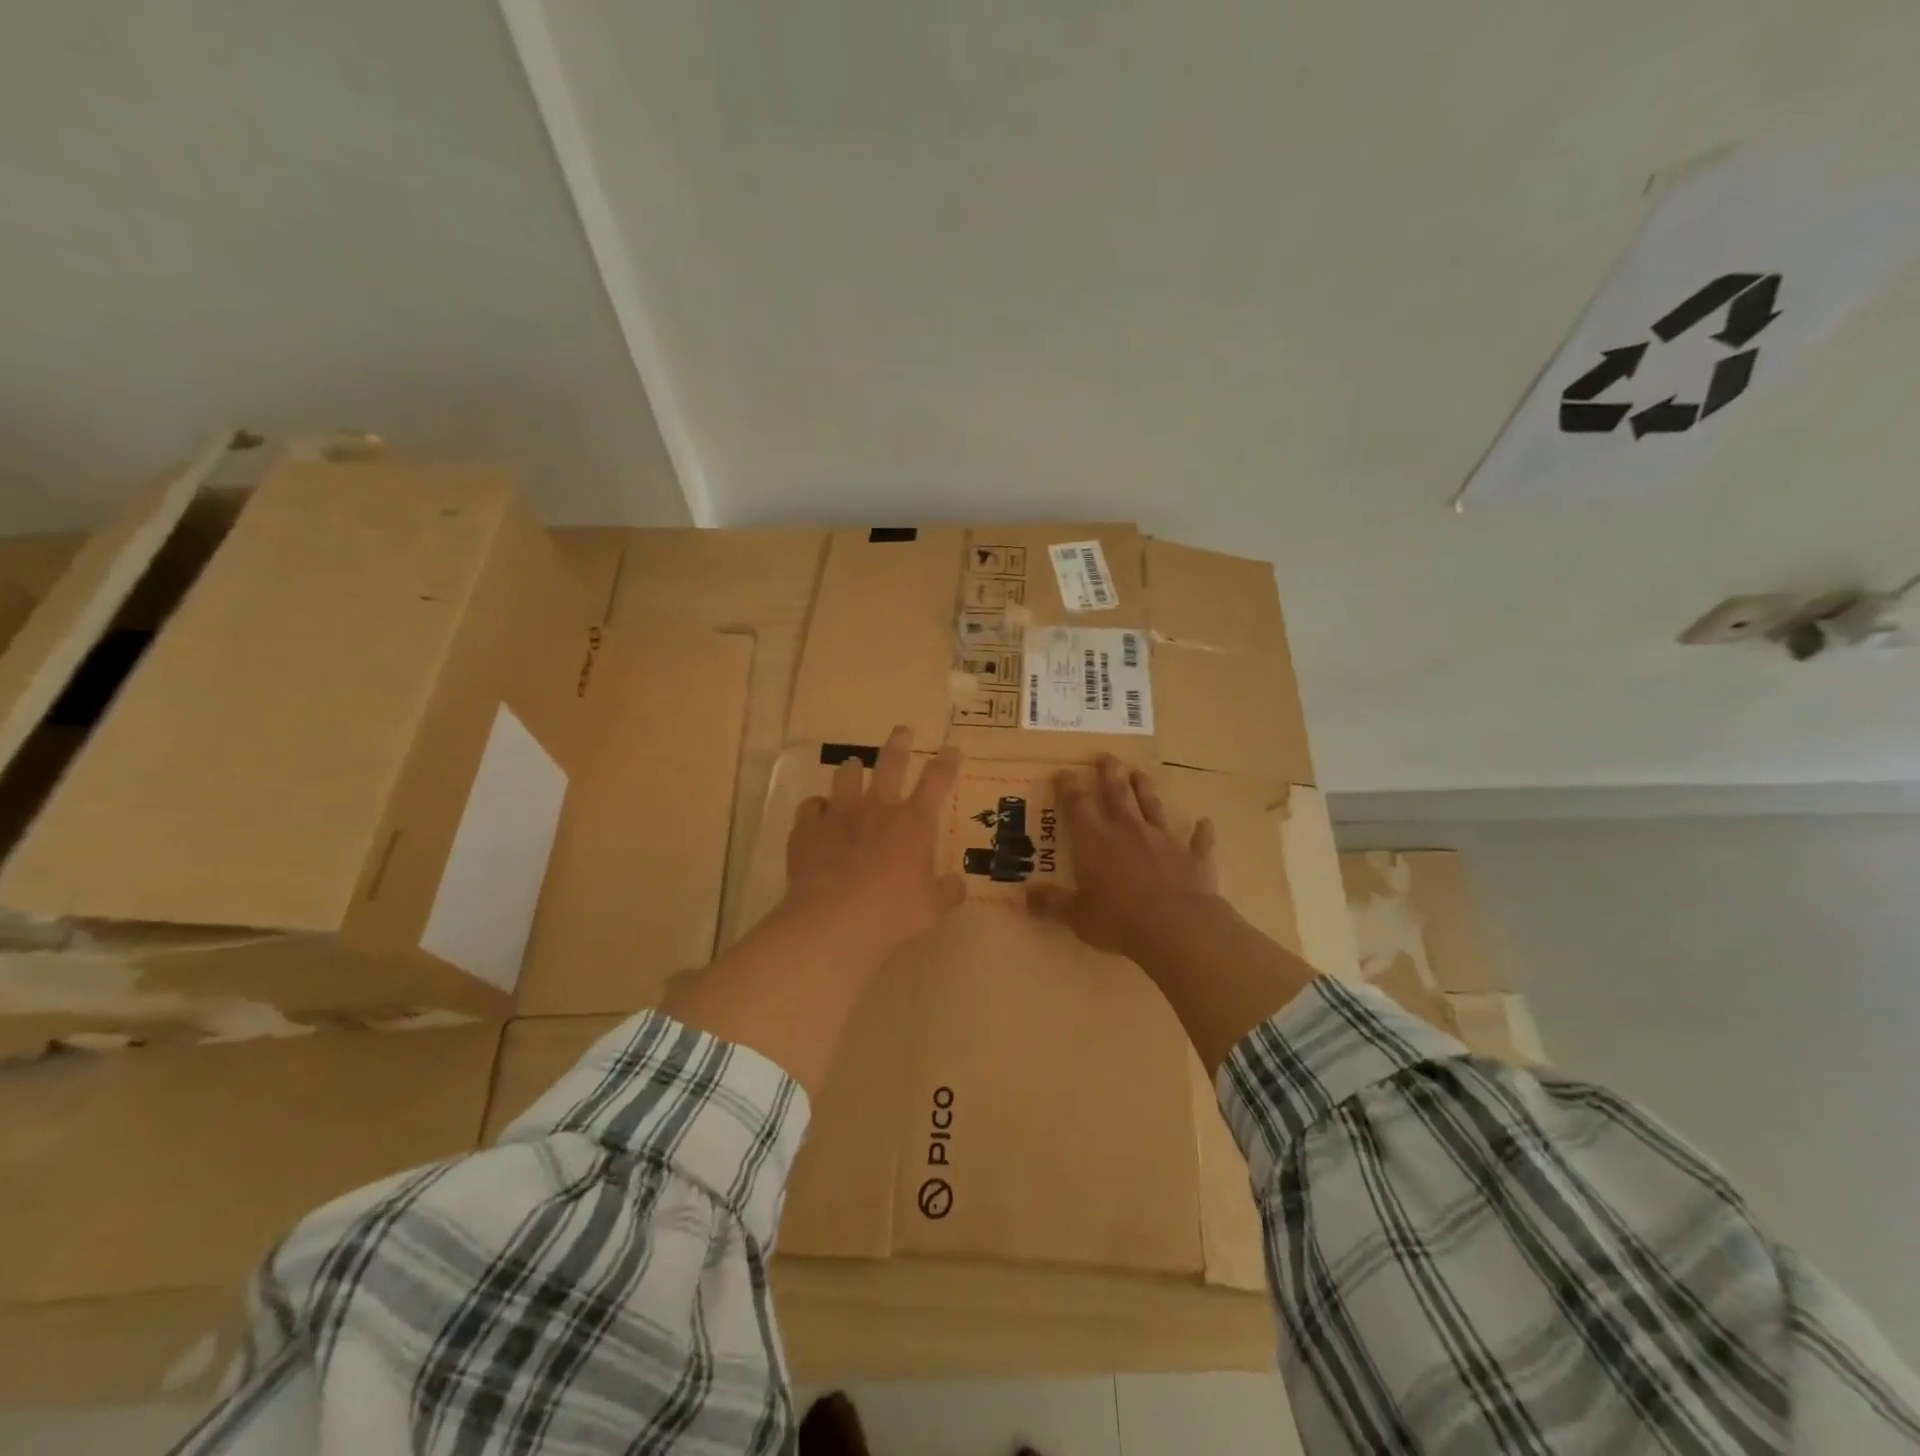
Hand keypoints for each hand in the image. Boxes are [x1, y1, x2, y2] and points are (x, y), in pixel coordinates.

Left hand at [784, 725, 964, 953]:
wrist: (834, 920)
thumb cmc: (893, 913)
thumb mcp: (932, 908)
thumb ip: (947, 892)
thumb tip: (959, 885)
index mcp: (914, 823)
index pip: (937, 781)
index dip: (947, 762)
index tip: (952, 749)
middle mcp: (878, 808)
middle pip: (891, 764)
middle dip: (899, 744)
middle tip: (902, 731)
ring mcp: (840, 814)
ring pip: (846, 776)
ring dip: (852, 769)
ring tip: (853, 765)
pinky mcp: (808, 828)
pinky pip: (811, 806)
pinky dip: (817, 807)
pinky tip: (817, 812)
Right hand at [1027, 755, 1222, 961]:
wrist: (1177, 927)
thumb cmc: (1118, 920)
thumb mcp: (1077, 916)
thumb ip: (1051, 904)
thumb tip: (1024, 897)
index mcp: (1095, 841)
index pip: (1077, 805)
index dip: (1069, 786)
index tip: (1064, 772)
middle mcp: (1128, 830)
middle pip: (1117, 793)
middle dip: (1110, 773)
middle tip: (1106, 756)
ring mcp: (1163, 840)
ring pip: (1153, 805)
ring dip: (1146, 788)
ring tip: (1140, 773)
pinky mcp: (1193, 856)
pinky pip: (1198, 839)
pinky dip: (1201, 831)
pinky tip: (1205, 822)